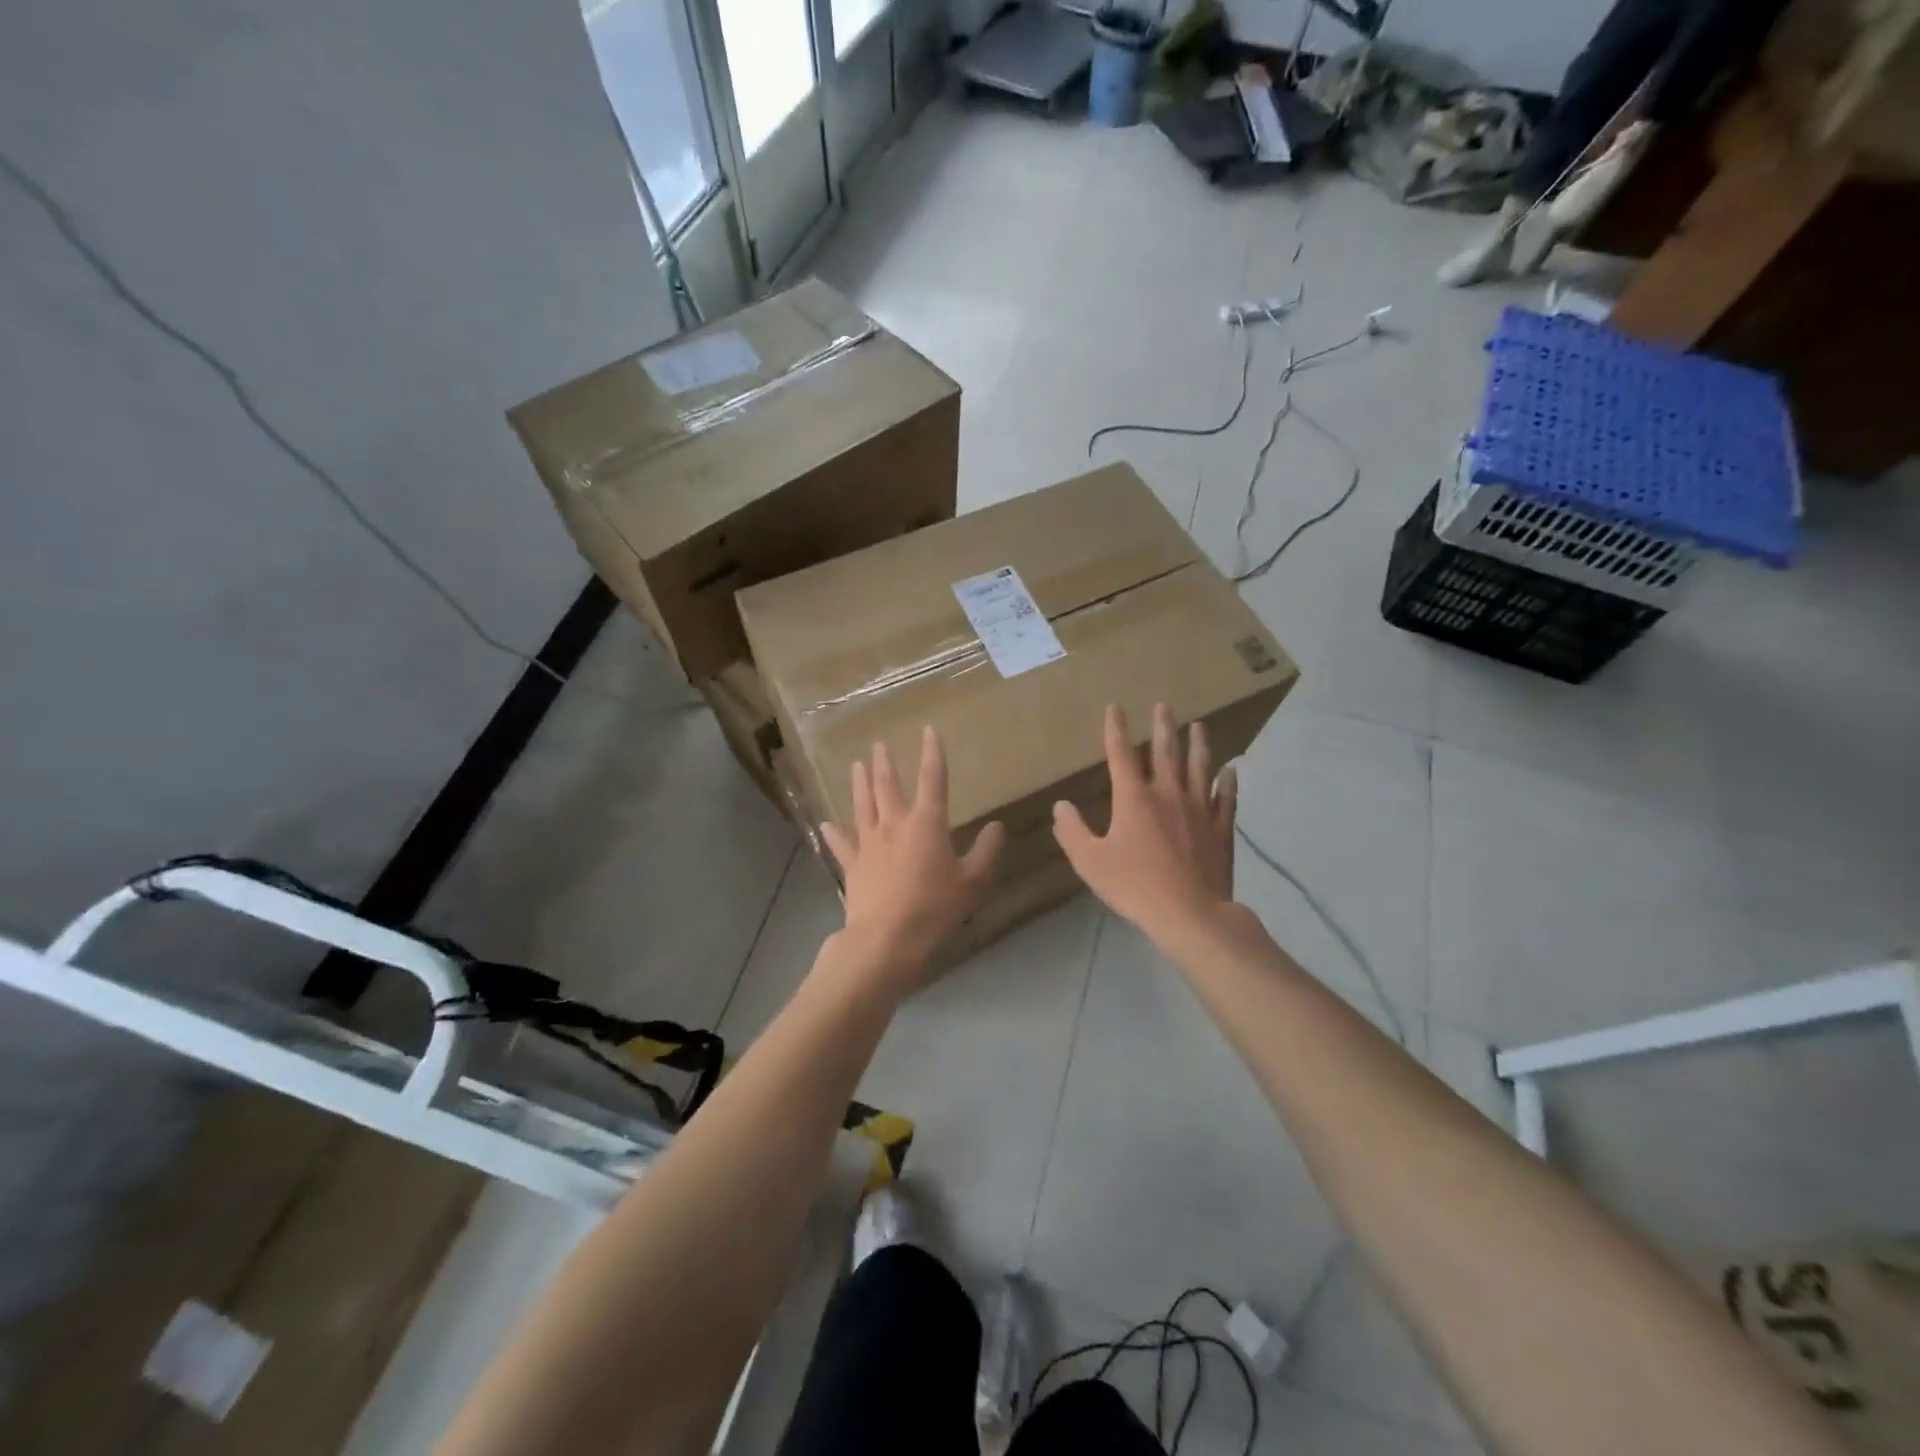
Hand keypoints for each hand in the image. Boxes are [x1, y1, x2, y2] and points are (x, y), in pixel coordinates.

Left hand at [821, 727, 1004, 992]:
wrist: (886, 939)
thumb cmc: (934, 908)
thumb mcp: (973, 882)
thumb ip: (986, 852)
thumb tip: (997, 826)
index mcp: (926, 823)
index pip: (932, 779)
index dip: (932, 753)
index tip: (928, 730)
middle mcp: (894, 824)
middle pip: (888, 786)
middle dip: (886, 762)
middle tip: (879, 744)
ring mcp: (869, 843)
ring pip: (862, 805)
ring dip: (860, 783)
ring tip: (857, 765)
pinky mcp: (852, 865)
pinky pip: (842, 843)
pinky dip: (834, 832)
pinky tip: (826, 823)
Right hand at [1053, 704, 1237, 944]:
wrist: (1190, 913)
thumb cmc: (1134, 886)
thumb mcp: (1090, 862)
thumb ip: (1072, 831)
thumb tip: (1061, 806)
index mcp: (1134, 798)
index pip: (1121, 754)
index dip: (1116, 729)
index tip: (1115, 707)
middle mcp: (1168, 794)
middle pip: (1166, 752)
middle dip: (1163, 726)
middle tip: (1164, 705)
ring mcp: (1200, 809)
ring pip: (1200, 767)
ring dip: (1199, 744)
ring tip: (1200, 726)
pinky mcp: (1221, 828)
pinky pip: (1226, 797)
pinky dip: (1228, 781)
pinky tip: (1231, 770)